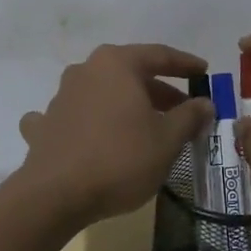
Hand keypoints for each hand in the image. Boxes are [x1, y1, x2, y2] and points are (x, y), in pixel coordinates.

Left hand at [14, 43, 214, 227]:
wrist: (56, 195)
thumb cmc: (120, 159)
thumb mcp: (166, 140)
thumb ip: (189, 117)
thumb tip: (204, 103)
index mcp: (117, 64)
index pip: (159, 55)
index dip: (185, 64)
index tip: (203, 71)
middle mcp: (86, 70)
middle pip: (129, 74)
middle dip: (158, 90)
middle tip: (182, 110)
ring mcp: (61, 96)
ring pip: (101, 93)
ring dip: (125, 105)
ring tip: (146, 126)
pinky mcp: (45, 125)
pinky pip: (71, 116)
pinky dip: (85, 122)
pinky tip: (87, 134)